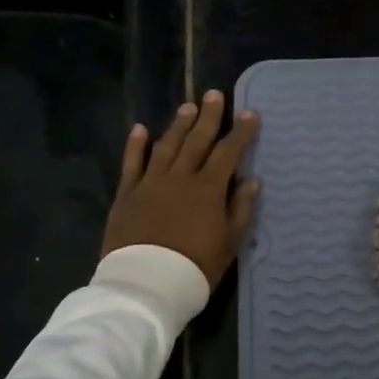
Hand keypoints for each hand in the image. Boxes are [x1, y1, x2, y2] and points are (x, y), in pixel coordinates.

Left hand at [102, 90, 260, 287]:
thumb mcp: (229, 243)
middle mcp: (180, 177)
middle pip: (197, 141)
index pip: (229, 152)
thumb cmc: (195, 267)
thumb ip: (241, 209)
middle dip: (209, 117)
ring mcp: (150, 183)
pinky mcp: (127, 194)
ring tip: (188, 107)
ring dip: (178, 125)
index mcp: (208, 189)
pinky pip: (132, 163)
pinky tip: (140, 129)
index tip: (250, 113)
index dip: (241, 132)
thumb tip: (251, 180)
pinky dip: (136, 145)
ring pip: (167, 146)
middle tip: (215, 95)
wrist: (147, 283)